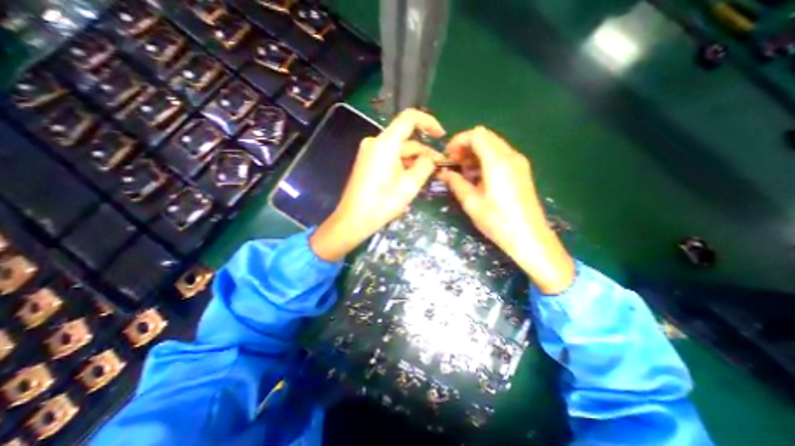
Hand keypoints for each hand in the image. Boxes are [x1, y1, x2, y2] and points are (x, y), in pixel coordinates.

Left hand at [309, 108, 445, 261]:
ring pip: (398, 151)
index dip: (428, 123)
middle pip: (405, 140)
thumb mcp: (410, 185)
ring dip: (414, 161)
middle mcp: (375, 143)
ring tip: (427, 177)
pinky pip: (390, 158)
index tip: (441, 136)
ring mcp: (369, 153)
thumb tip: (433, 157)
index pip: (409, 118)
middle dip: (423, 152)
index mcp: (385, 143)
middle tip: (439, 167)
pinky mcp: (367, 163)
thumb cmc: (382, 203)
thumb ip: (425, 165)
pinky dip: (402, 165)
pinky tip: (411, 180)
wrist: (353, 220)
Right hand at [437, 126, 575, 292]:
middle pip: (485, 137)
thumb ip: (455, 183)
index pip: (476, 135)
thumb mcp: (471, 202)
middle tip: (454, 164)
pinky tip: (478, 177)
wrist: (529, 238)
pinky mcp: (521, 171)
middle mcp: (511, 156)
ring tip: (464, 172)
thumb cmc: (498, 221)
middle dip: (466, 146)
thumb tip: (443, 172)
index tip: (447, 155)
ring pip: (493, 145)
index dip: (458, 141)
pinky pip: (500, 155)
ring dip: (475, 153)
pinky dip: (486, 159)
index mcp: (497, 162)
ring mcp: (519, 163)